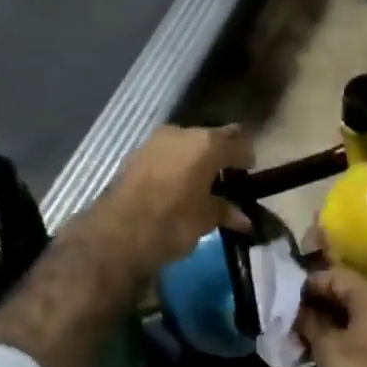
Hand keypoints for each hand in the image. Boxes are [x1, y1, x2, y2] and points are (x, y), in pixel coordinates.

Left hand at [86, 124, 252, 276]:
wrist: (117, 233)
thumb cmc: (172, 222)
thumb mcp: (205, 219)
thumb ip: (225, 211)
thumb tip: (244, 219)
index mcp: (207, 144)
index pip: (238, 143)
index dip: (246, 158)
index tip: (249, 172)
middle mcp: (182, 133)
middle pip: (211, 138)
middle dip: (220, 155)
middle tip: (227, 177)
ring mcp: (155, 141)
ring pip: (185, 144)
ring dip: (195, 159)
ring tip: (201, 183)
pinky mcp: (135, 154)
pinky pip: (166, 154)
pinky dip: (175, 165)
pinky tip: (176, 185)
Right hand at [296, 265, 366, 366]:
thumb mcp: (327, 349)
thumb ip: (310, 321)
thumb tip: (297, 309)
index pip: (336, 275)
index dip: (308, 284)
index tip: (284, 297)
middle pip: (347, 291)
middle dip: (317, 301)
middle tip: (288, 314)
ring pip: (355, 312)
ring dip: (328, 319)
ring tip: (299, 330)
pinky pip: (364, 330)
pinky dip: (343, 333)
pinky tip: (320, 345)